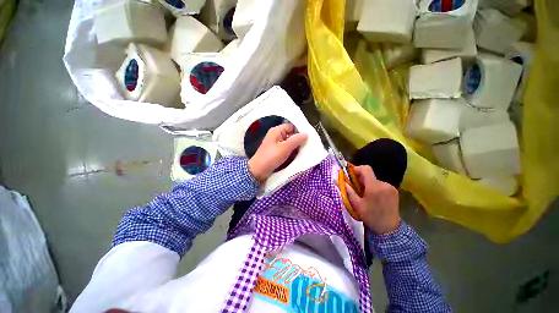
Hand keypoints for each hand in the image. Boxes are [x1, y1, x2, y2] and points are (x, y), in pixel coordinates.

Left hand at [248, 124, 307, 181]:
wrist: (258, 171)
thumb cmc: (271, 157)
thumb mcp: (285, 148)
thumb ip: (296, 140)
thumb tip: (306, 134)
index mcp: (276, 131)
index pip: (291, 126)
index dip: (299, 131)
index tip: (307, 138)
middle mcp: (276, 136)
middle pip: (290, 135)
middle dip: (298, 140)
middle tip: (307, 146)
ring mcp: (276, 144)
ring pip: (289, 143)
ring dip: (295, 147)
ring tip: (303, 151)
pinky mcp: (276, 152)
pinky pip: (286, 149)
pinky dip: (291, 152)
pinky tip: (297, 156)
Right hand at [345, 165, 400, 234]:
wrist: (389, 229)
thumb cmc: (371, 217)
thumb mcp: (357, 205)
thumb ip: (349, 192)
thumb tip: (343, 182)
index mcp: (374, 187)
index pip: (366, 169)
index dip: (357, 169)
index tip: (351, 174)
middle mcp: (384, 184)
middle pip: (370, 175)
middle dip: (361, 179)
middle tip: (356, 188)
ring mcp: (390, 187)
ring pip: (375, 180)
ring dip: (368, 184)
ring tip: (365, 194)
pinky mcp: (394, 191)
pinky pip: (381, 184)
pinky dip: (375, 187)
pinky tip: (374, 197)